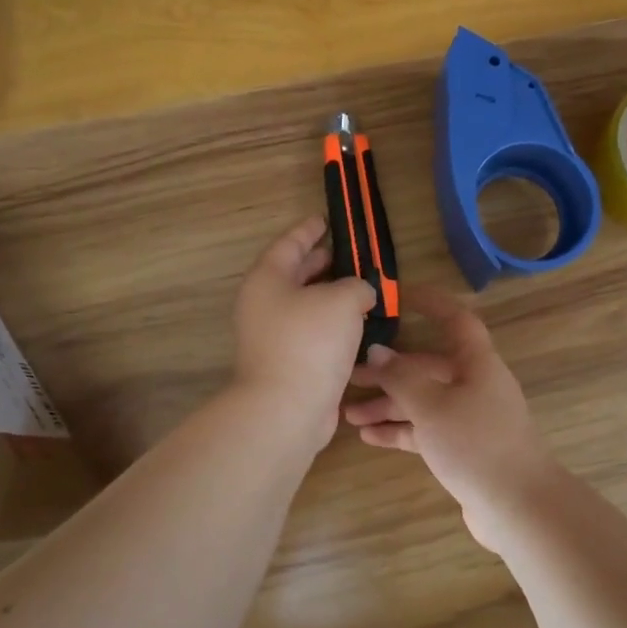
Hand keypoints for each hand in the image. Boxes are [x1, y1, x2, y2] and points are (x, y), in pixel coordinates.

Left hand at [232, 216, 377, 443]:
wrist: (287, 408)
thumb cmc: (310, 341)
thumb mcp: (342, 299)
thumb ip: (356, 286)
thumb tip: (360, 294)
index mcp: (268, 279)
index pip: (289, 243)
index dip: (309, 229)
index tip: (325, 219)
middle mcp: (265, 305)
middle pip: (294, 274)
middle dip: (321, 263)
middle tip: (347, 254)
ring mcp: (274, 337)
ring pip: (305, 306)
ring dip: (331, 296)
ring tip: (361, 288)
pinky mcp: (288, 363)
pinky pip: (312, 333)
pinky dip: (333, 325)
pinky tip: (358, 325)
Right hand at [343, 287, 560, 550]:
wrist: (518, 506)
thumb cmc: (475, 443)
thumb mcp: (432, 406)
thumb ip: (402, 377)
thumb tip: (379, 351)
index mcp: (477, 363)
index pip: (455, 319)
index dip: (430, 303)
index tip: (398, 294)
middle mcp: (475, 385)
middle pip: (428, 367)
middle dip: (389, 370)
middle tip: (349, 373)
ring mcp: (470, 418)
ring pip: (423, 401)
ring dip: (388, 404)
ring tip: (348, 412)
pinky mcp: (464, 449)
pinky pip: (426, 430)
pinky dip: (400, 430)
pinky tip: (368, 436)